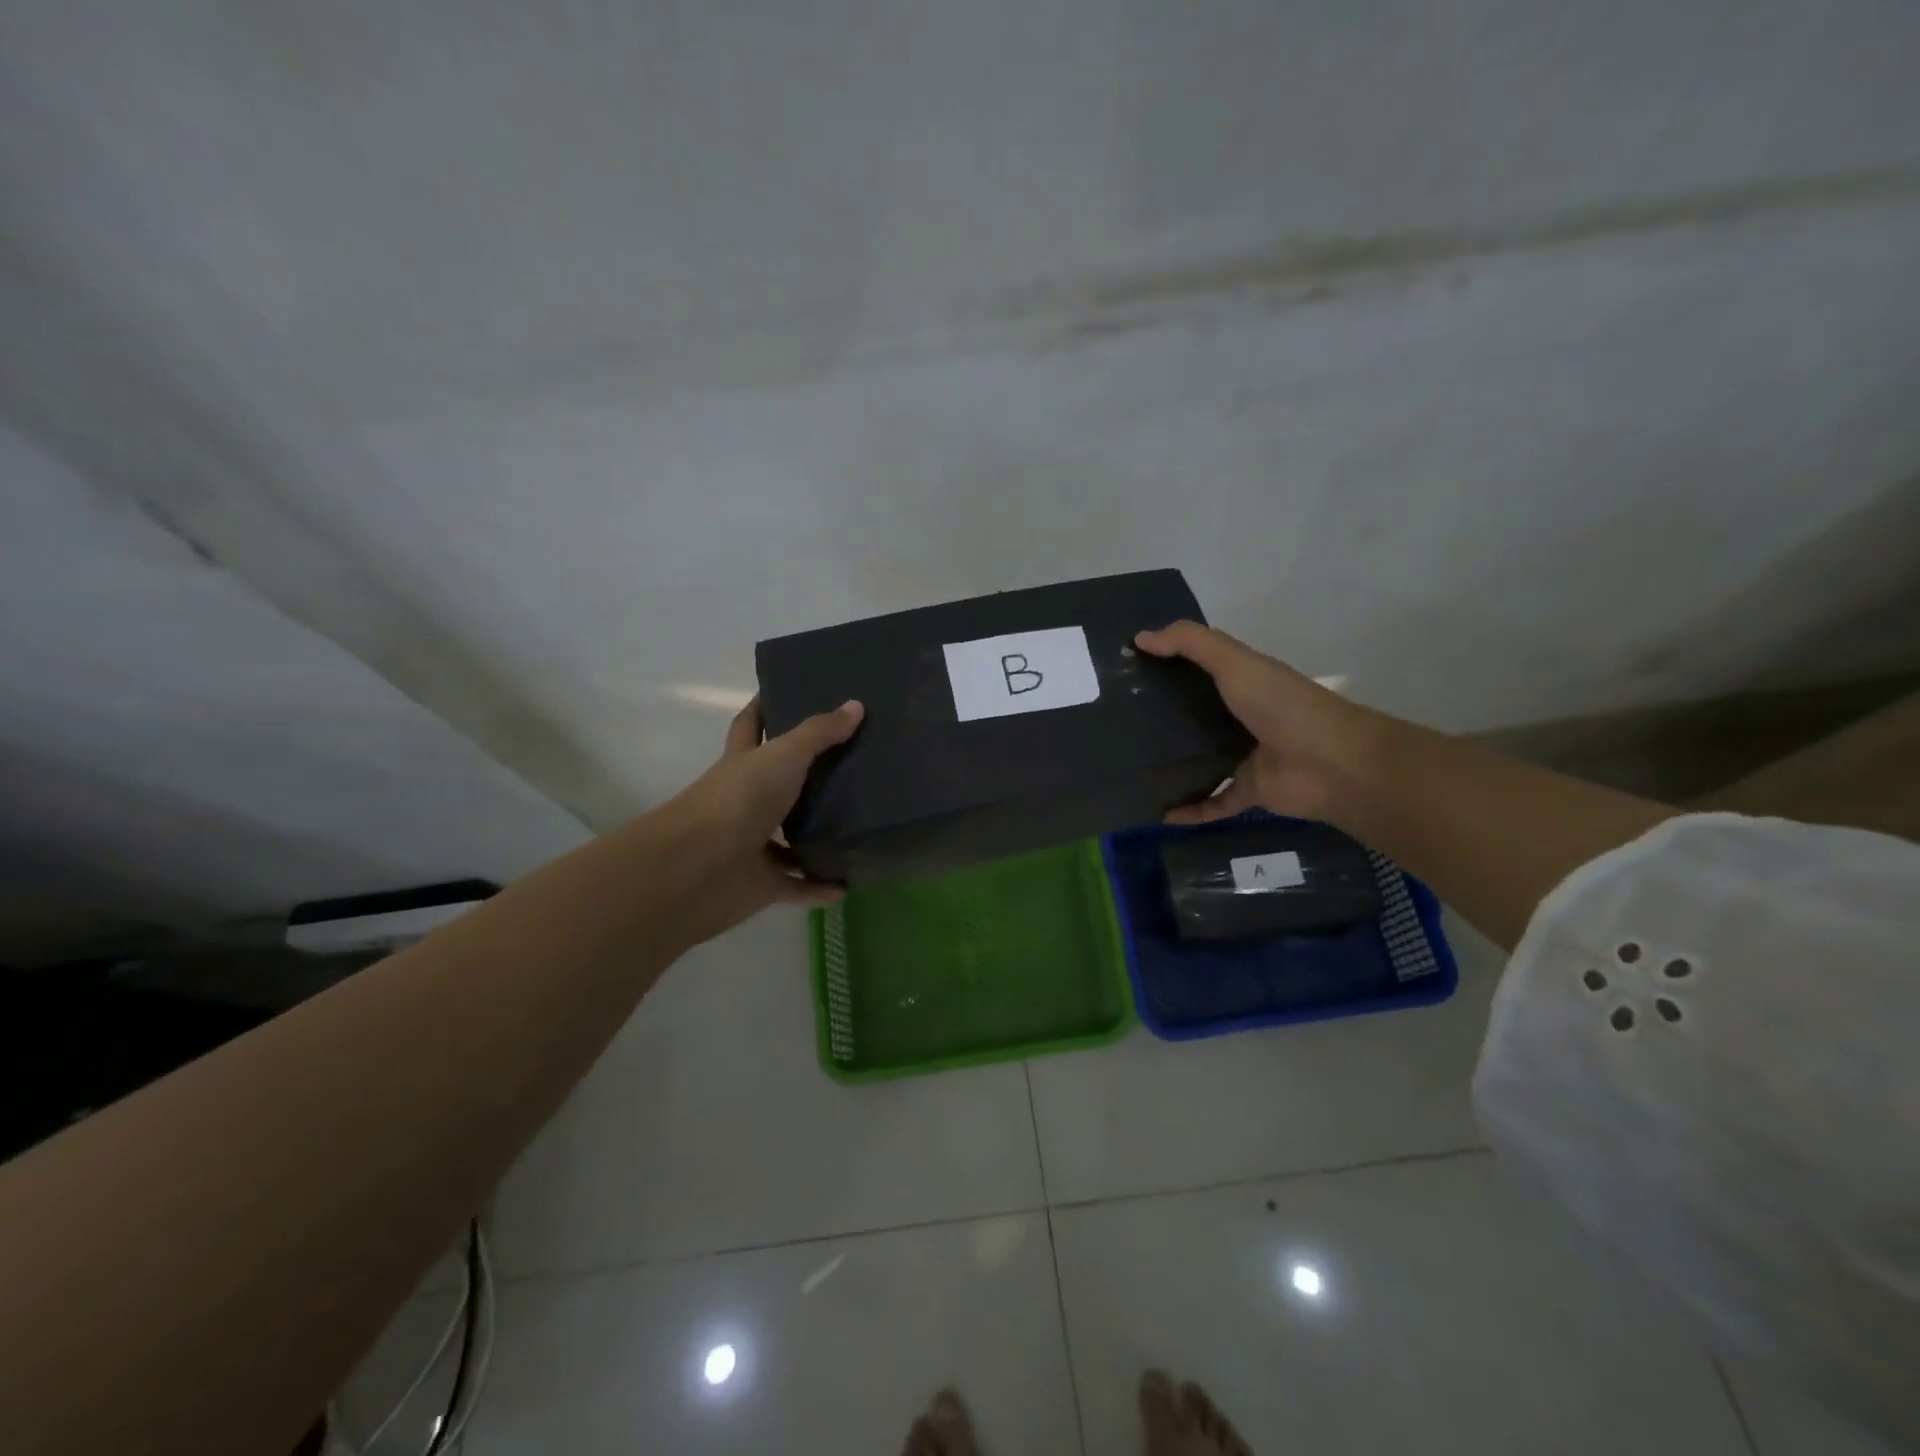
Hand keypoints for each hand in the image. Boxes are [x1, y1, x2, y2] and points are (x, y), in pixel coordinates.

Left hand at [655, 697, 864, 943]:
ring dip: (818, 835)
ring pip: (790, 837)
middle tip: (852, 760)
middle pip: (778, 782)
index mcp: (743, 763)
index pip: (751, 725)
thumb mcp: (782, 756)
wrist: (698, 869)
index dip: (765, 707)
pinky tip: (848, 883)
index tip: (790, 691)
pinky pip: (797, 884)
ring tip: (860, 824)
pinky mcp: (761, 883)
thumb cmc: (738, 799)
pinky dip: (819, 886)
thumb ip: (819, 733)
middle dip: (808, 774)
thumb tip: (856, 705)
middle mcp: (746, 800)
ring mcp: (752, 843)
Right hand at [1134, 621, 1371, 823]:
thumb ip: (1190, 644)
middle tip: (1116, 721)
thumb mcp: (1234, 662)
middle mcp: (1243, 717)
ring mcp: (1246, 756)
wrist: (1331, 763)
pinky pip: (1213, 802)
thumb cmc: (1282, 705)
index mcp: (1243, 682)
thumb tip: (1140, 638)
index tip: (1127, 669)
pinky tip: (1159, 814)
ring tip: (1130, 768)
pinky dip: (1190, 810)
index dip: (1167, 665)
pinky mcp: (1249, 791)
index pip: (1199, 670)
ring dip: (1172, 766)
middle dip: (1162, 718)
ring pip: (1201, 761)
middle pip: (1196, 716)